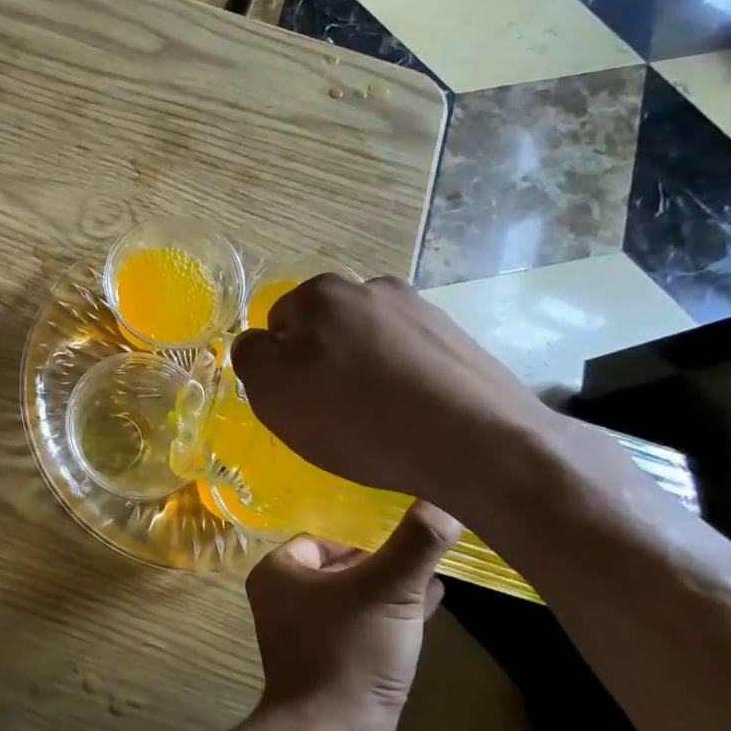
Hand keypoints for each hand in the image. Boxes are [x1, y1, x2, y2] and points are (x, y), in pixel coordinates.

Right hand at [230, 274, 555, 511]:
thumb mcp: (275, 394)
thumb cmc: (360, 418)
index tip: (302, 403)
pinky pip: (406, 358)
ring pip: (366, 343)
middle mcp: (370, 286)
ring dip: (362, 372)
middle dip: (323, 365)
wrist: (479, 443)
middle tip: (336, 414)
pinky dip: (400, 381)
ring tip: (378, 419)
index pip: (277, 326)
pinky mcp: (455, 337)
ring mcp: (419, 309)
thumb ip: (251, 357)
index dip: (282, 368)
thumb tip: (258, 342)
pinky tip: (411, 415)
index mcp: (321, 293)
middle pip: (324, 330)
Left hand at [246, 502, 460, 730]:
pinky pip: (365, 631)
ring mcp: (308, 638)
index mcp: (279, 574)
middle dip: (381, 561)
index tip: (402, 534)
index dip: (361, 535)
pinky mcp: (334, 669)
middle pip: (339, 568)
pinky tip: (432, 608)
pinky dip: (393, 619)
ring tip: (434, 575)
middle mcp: (285, 602)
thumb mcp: (388, 590)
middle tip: (423, 551)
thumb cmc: (350, 652)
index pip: (320, 538)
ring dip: (391, 590)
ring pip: (355, 600)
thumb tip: (443, 499)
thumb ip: (415, 544)